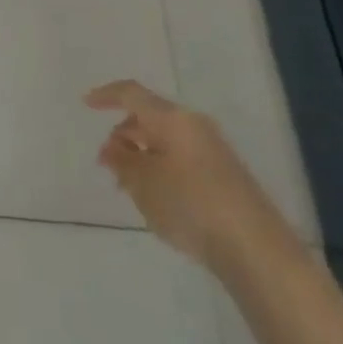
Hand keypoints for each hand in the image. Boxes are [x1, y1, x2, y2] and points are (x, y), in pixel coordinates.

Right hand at [85, 78, 297, 276]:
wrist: (256, 249)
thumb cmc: (190, 205)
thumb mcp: (142, 183)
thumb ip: (121, 160)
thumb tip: (114, 147)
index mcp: (172, 118)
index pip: (132, 94)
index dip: (106, 95)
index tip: (86, 104)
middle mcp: (194, 125)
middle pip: (150, 117)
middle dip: (124, 135)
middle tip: (107, 162)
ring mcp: (214, 150)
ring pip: (166, 140)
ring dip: (142, 155)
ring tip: (128, 186)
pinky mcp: (226, 175)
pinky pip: (182, 158)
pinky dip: (161, 167)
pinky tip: (157, 198)